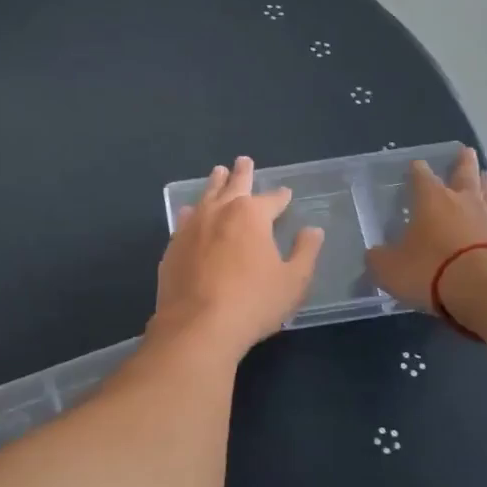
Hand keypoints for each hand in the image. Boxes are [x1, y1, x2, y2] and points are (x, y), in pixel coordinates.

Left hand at [153, 156, 323, 353]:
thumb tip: (313, 231)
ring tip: (218, 173)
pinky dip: (191, 212)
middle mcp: (220, 211)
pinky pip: (184, 220)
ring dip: (215, 184)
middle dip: (242, 173)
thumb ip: (305, 252)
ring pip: (206, 196)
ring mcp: (192, 227)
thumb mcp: (293, 281)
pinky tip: (189, 212)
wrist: (198, 326)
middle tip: (243, 160)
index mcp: (252, 215)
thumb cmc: (253, 302)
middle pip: (234, 185)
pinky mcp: (173, 246)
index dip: (281, 196)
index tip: (286, 193)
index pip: (272, 199)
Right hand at [365, 148, 486, 312]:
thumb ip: (379, 258)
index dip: (417, 169)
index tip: (416, 165)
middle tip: (466, 150)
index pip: (421, 175)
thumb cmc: (431, 269)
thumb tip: (375, 254)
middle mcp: (462, 200)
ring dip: (486, 182)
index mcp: (430, 199)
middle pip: (464, 173)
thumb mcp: (390, 268)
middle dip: (463, 162)